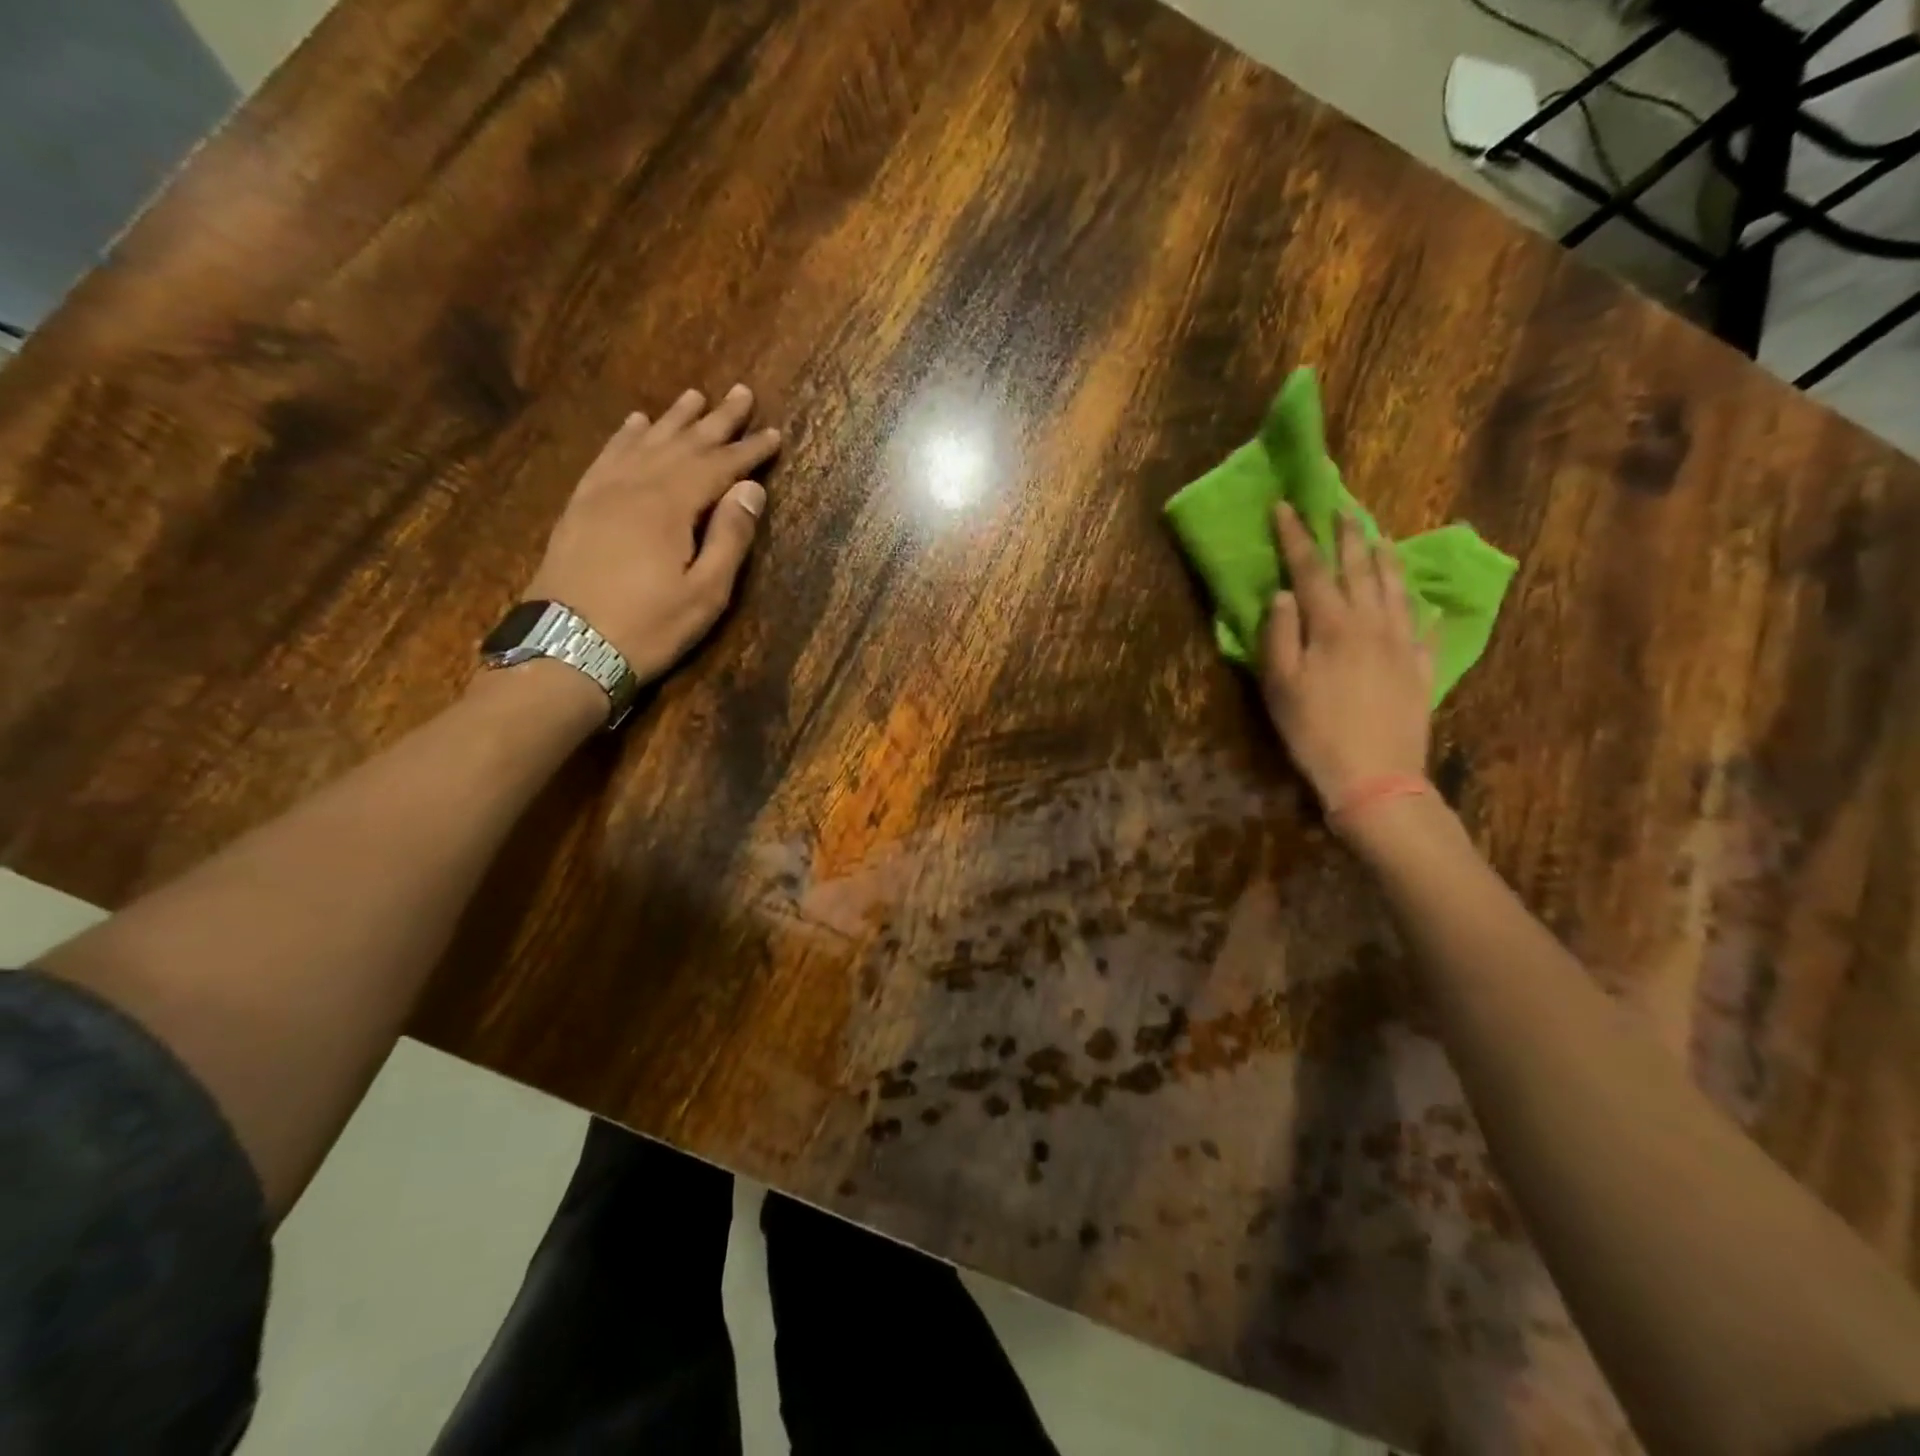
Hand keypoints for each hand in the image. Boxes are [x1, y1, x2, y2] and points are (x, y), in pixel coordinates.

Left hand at [524, 385, 780, 683]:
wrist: (566, 649)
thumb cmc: (647, 627)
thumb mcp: (705, 593)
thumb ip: (730, 537)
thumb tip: (751, 488)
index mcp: (670, 506)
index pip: (718, 466)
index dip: (749, 450)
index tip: (774, 433)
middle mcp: (634, 486)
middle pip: (682, 443)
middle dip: (716, 420)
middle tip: (741, 392)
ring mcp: (601, 493)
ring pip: (644, 442)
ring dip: (673, 419)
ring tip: (694, 396)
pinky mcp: (580, 507)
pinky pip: (607, 458)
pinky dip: (625, 437)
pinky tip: (635, 423)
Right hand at [1260, 504, 1433, 808]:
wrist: (1375, 775)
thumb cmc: (1314, 731)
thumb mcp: (1280, 685)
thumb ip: (1278, 634)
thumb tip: (1283, 593)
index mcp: (1332, 625)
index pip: (1310, 569)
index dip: (1297, 536)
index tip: (1286, 507)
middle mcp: (1371, 623)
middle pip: (1360, 569)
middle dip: (1347, 535)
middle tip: (1341, 508)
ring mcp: (1402, 644)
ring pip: (1396, 588)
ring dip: (1385, 558)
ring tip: (1379, 538)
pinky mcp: (1420, 667)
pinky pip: (1423, 625)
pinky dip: (1419, 605)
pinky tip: (1419, 599)